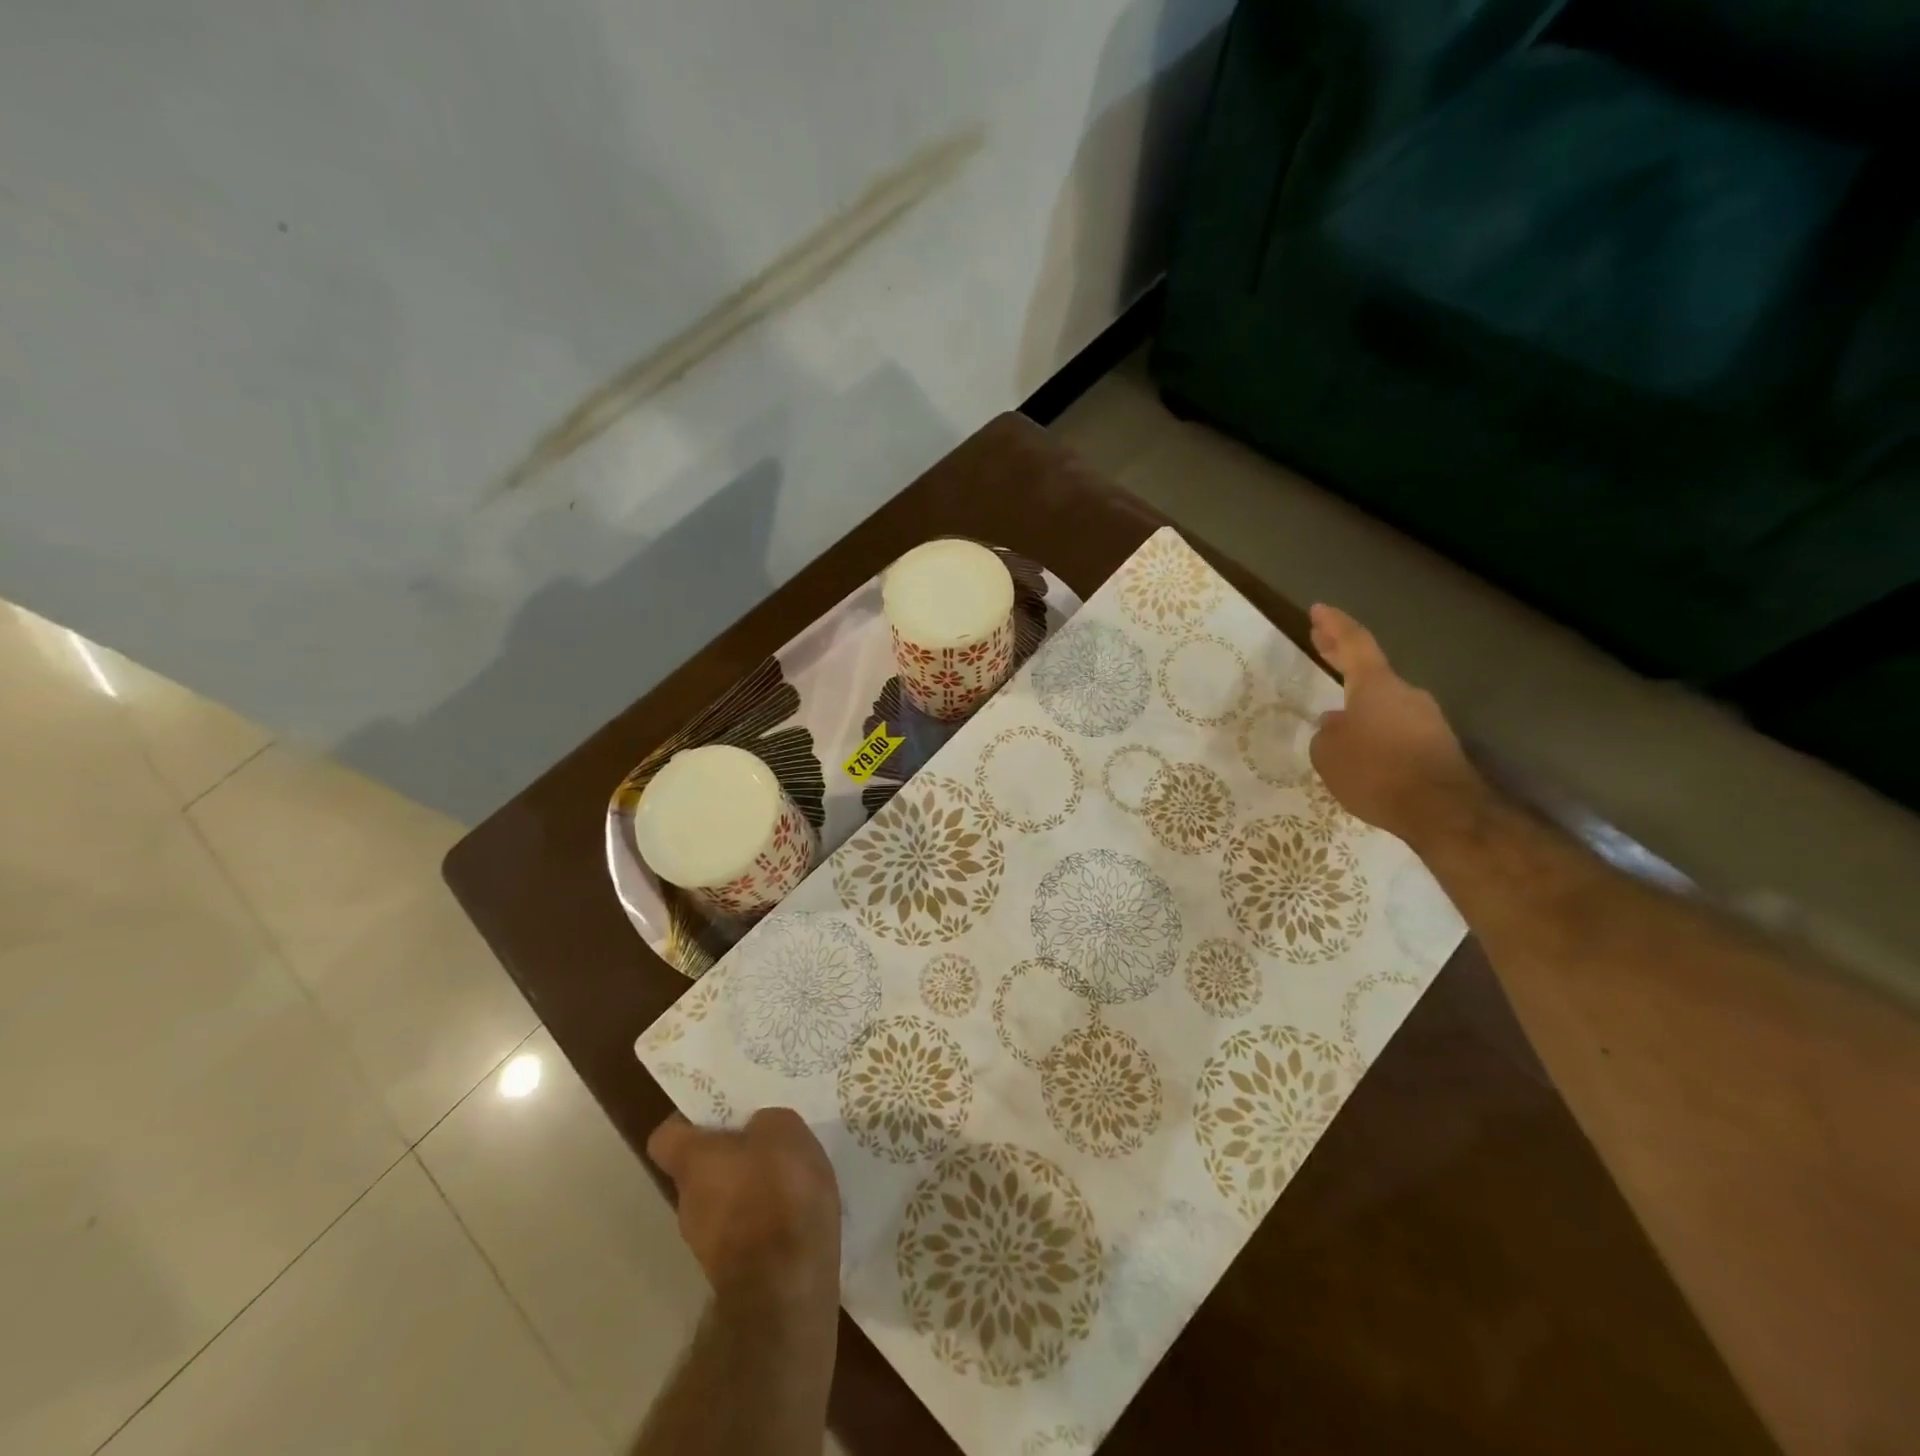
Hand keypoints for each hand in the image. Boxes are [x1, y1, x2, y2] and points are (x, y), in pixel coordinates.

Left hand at [648, 1107, 840, 1309]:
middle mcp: (688, 1203)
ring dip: (750, 1190)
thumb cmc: (778, 1192)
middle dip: (729, 1155)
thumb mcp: (784, 1130)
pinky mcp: (733, 1273)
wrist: (786, 1287)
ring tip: (789, 1178)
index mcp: (692, 1162)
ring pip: (724, 1202)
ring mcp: (707, 1244)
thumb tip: (757, 1130)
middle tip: (765, 1140)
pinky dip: (765, 1220)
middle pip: (700, 1170)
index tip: (719, 1111)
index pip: (666, 1136)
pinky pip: (746, 1231)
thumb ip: (765, 1122)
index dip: (689, 1121)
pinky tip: (796, 1213)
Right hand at [1308, 604, 1483, 844]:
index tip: (1318, 610)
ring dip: (1359, 704)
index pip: (1354, 643)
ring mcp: (1426, 718)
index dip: (1334, 625)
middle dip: (1342, 654)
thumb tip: (1335, 725)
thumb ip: (1325, 734)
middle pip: (1370, 667)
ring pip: (1384, 702)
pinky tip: (1363, 750)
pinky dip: (1376, 730)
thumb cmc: (1376, 772)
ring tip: (1334, 718)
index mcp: (1375, 686)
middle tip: (1321, 641)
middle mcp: (1404, 693)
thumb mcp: (1328, 754)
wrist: (1442, 810)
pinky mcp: (1437, 745)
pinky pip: (1397, 729)